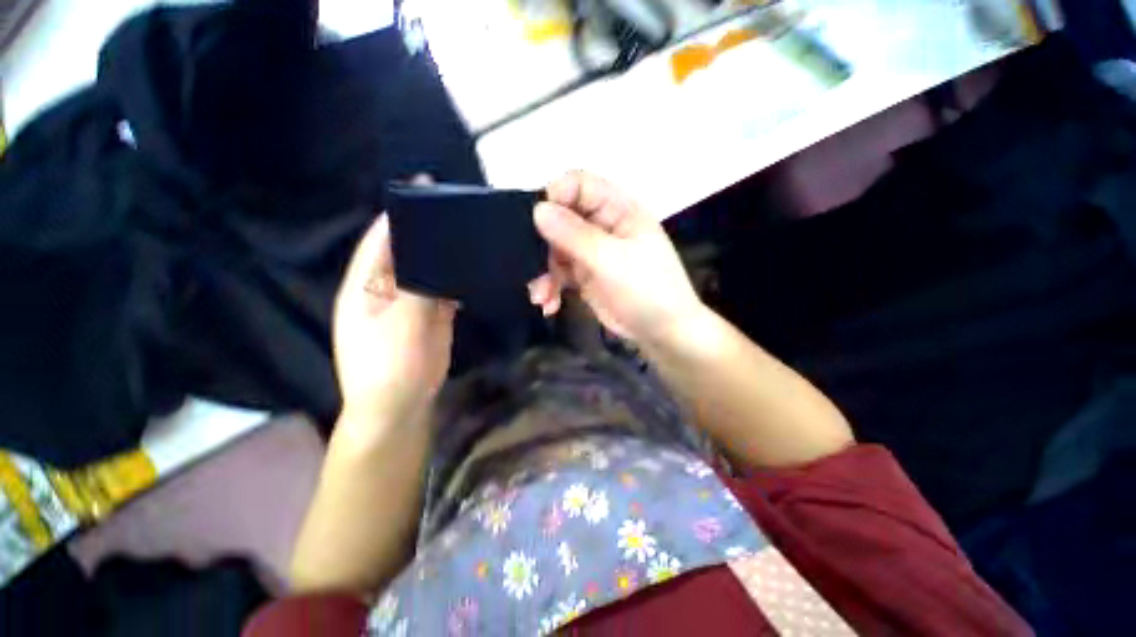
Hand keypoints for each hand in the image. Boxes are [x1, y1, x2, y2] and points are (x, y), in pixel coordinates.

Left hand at [332, 213, 457, 435]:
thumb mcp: (401, 321)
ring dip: (445, 257)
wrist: (400, 403)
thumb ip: (418, 285)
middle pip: (408, 253)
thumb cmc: (389, 363)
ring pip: (428, 272)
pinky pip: (444, 291)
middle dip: (428, 233)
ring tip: (469, 236)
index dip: (398, 216)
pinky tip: (473, 269)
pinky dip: (456, 280)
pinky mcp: (431, 317)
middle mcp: (386, 289)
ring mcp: (411, 304)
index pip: (380, 241)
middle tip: (456, 211)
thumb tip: (437, 253)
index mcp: (365, 285)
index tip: (422, 190)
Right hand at [528, 171, 704, 344]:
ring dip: (544, 272)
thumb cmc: (646, 291)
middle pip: (562, 218)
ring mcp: (593, 252)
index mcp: (618, 210)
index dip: (556, 196)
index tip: (535, 220)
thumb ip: (574, 235)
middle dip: (544, 243)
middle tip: (532, 265)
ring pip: (556, 249)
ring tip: (540, 296)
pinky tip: (548, 305)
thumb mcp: (611, 261)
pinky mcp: (585, 276)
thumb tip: (538, 210)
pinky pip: (560, 273)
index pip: (580, 185)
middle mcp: (603, 226)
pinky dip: (551, 287)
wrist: (663, 332)